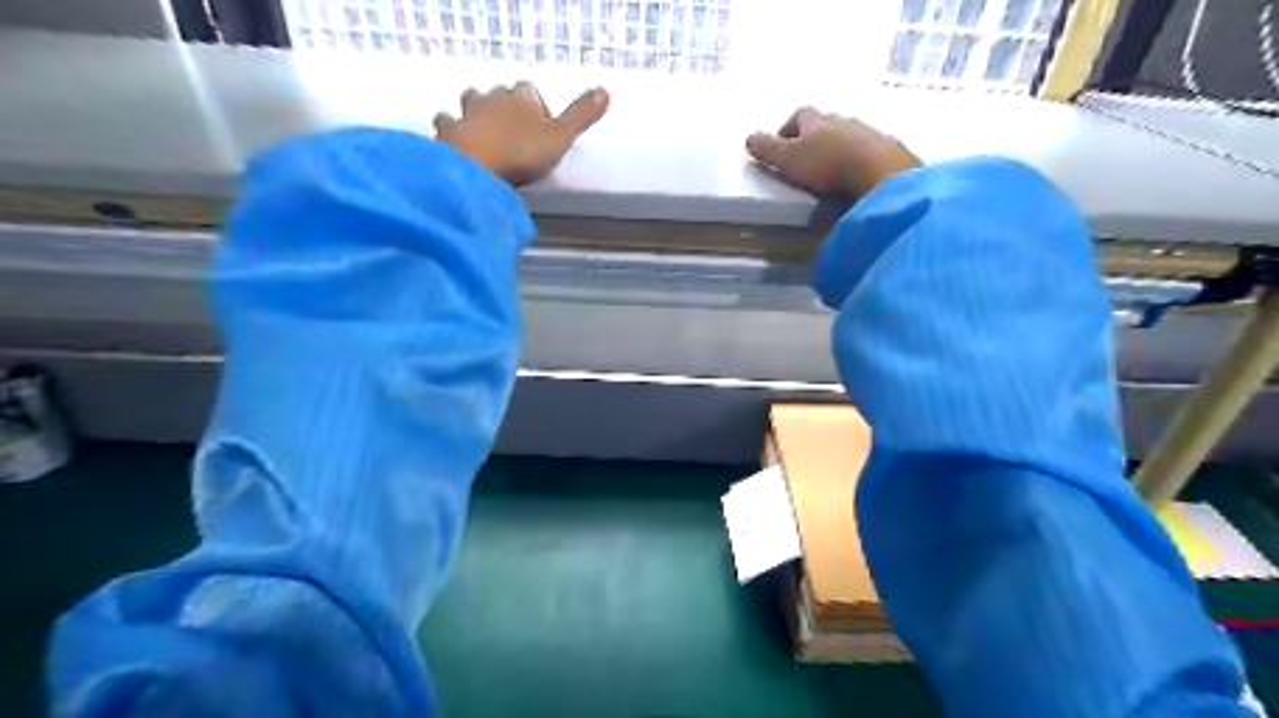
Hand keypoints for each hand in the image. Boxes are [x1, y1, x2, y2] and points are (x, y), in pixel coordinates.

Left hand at [434, 80, 608, 188]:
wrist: (475, 167)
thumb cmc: (522, 153)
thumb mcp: (561, 138)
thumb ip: (581, 116)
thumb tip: (605, 91)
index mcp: (521, 98)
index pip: (530, 91)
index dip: (536, 106)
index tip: (542, 126)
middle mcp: (492, 98)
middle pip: (500, 94)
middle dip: (507, 107)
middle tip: (516, 131)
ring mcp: (466, 113)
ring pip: (471, 101)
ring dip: (477, 112)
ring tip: (486, 132)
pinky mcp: (447, 131)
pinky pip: (447, 122)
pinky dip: (452, 128)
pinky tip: (456, 140)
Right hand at [752, 108, 918, 199]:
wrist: (877, 170)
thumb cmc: (826, 162)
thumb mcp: (788, 158)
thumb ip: (767, 149)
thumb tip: (747, 139)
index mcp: (817, 121)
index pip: (800, 115)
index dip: (789, 126)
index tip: (782, 140)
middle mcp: (843, 121)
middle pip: (826, 123)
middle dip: (815, 135)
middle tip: (806, 154)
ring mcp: (868, 134)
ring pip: (849, 136)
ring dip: (839, 147)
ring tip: (831, 168)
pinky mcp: (887, 151)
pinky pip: (869, 151)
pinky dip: (860, 160)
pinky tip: (856, 175)